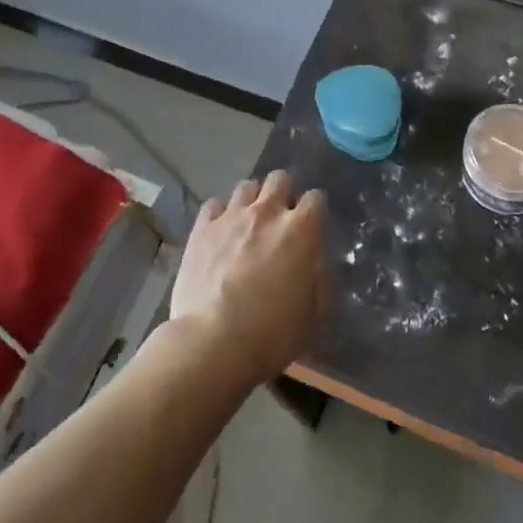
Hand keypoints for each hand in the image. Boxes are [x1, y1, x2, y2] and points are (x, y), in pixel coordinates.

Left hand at [169, 170, 328, 386]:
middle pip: (280, 179)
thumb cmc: (271, 333)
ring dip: (253, 200)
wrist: (212, 343)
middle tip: (279, 220)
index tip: (310, 227)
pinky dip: (221, 214)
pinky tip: (220, 232)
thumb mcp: (314, 315)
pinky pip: (214, 204)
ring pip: (247, 186)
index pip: (315, 198)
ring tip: (249, 222)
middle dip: (283, 193)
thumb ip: (320, 279)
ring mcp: (231, 216)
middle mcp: (267, 212)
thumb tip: (315, 262)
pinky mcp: (202, 228)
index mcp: (300, 230)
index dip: (314, 211)